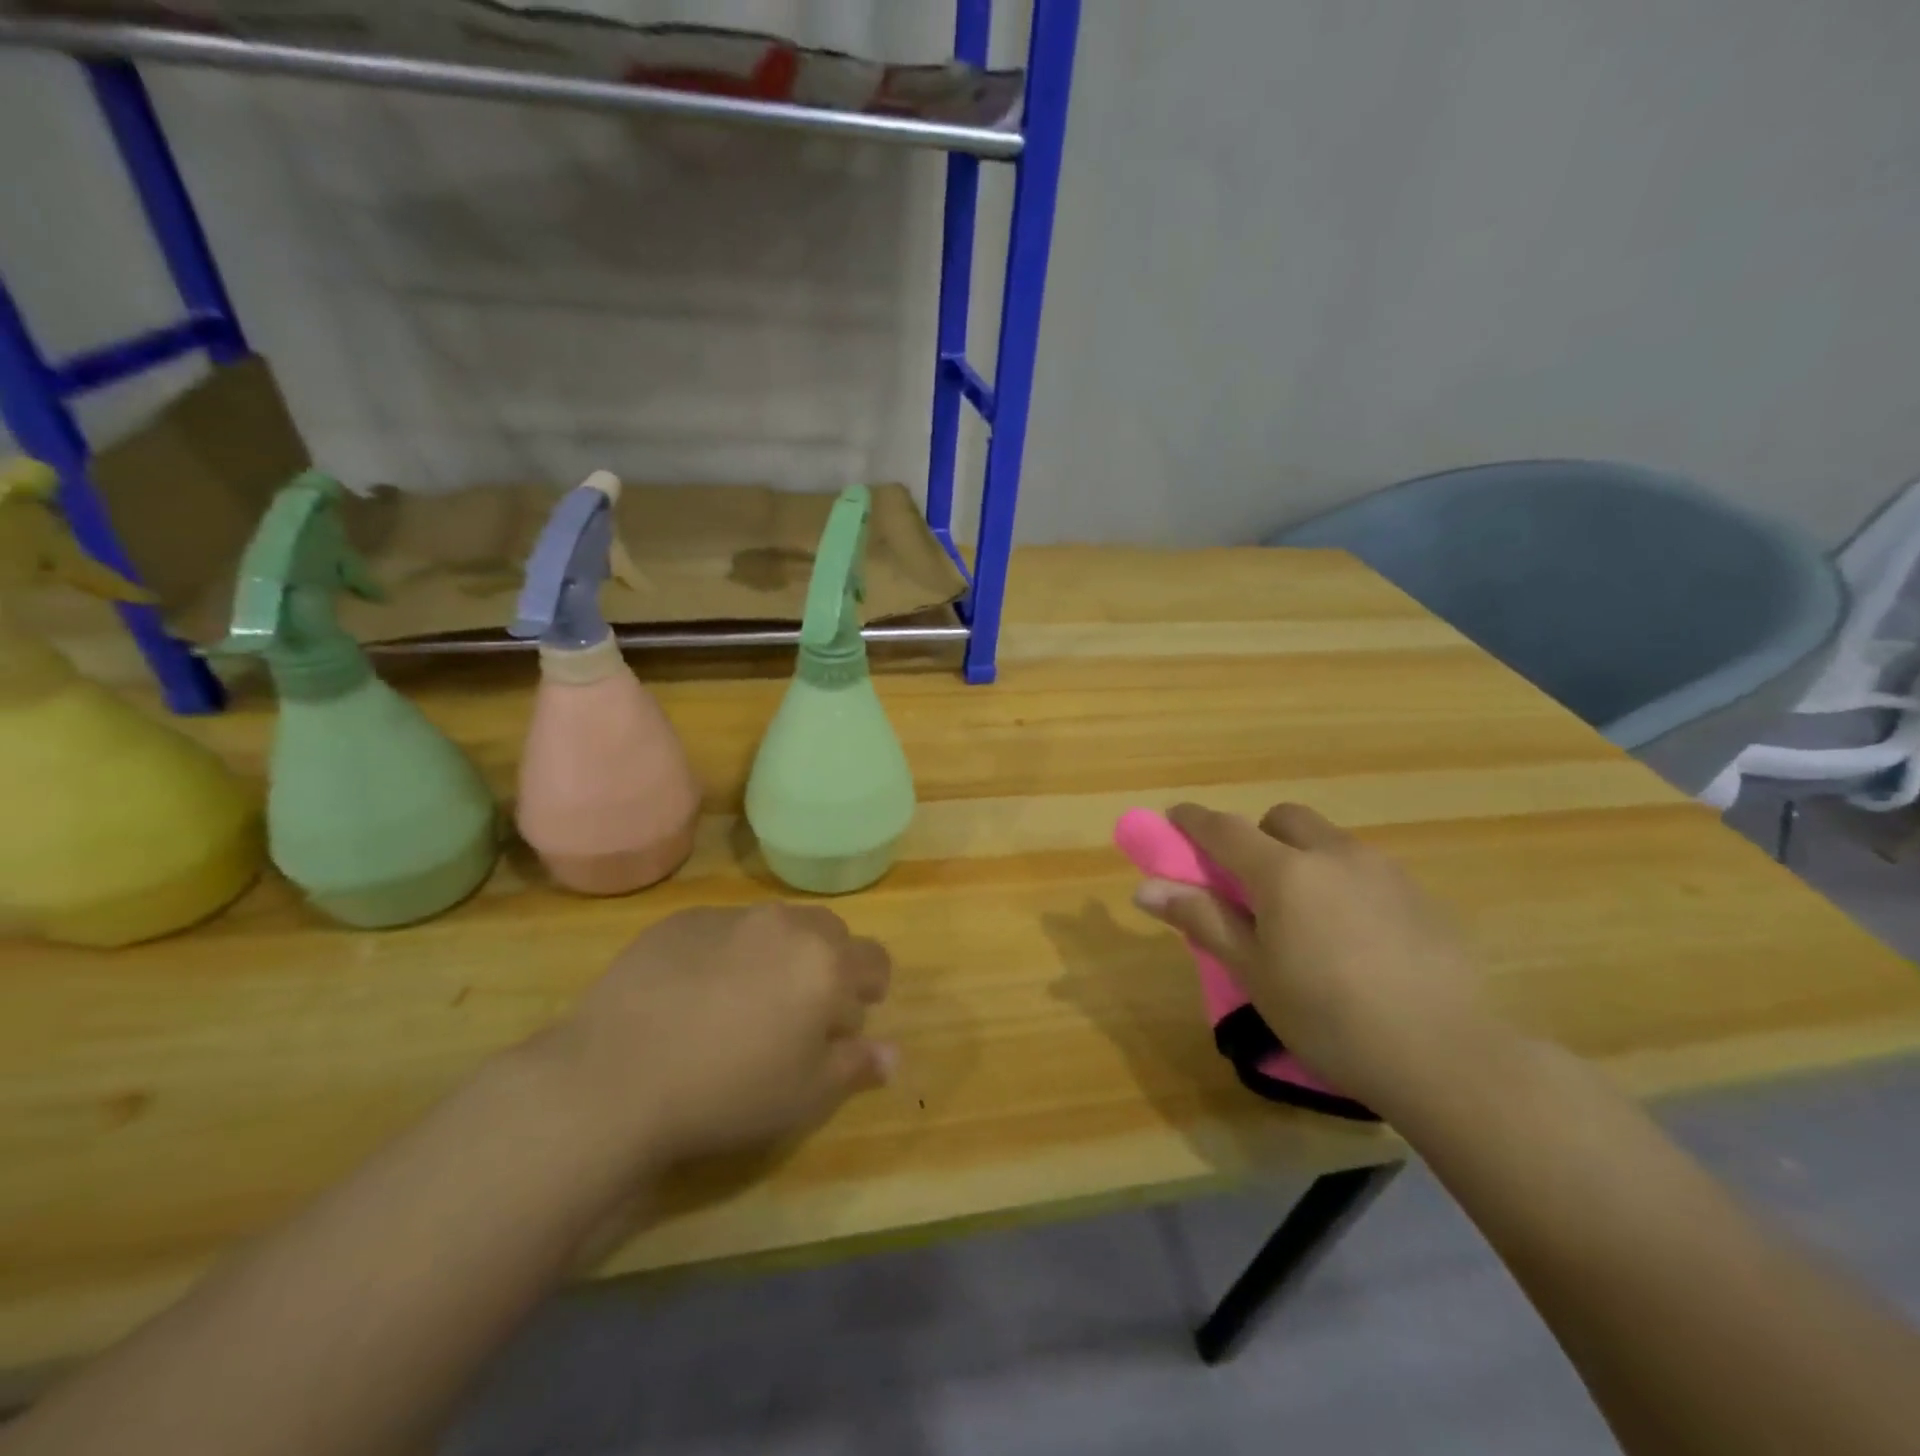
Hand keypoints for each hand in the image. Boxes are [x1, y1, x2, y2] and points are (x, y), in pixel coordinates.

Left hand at [537, 904, 894, 1171]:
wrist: (615, 1076)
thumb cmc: (727, 1091)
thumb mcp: (804, 1095)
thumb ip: (855, 1066)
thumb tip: (892, 1055)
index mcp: (825, 962)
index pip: (874, 959)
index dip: (871, 987)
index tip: (850, 1017)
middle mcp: (784, 924)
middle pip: (828, 932)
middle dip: (827, 963)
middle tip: (800, 1009)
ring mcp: (729, 917)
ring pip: (774, 925)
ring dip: (776, 953)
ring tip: (745, 1000)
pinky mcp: (680, 921)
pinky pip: (722, 928)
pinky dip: (726, 952)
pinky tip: (695, 994)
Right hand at [1133, 802, 1496, 1109]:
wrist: (1446, 1056)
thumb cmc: (1329, 1017)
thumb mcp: (1253, 972)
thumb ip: (1202, 919)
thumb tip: (1146, 888)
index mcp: (1284, 872)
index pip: (1224, 829)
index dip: (1193, 820)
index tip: (1174, 817)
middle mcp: (1334, 855)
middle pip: (1283, 819)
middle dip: (1258, 836)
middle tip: (1251, 883)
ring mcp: (1384, 871)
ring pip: (1329, 841)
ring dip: (1303, 857)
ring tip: (1306, 916)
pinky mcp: (1421, 896)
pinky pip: (1366, 869)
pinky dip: (1343, 882)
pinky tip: (1356, 938)